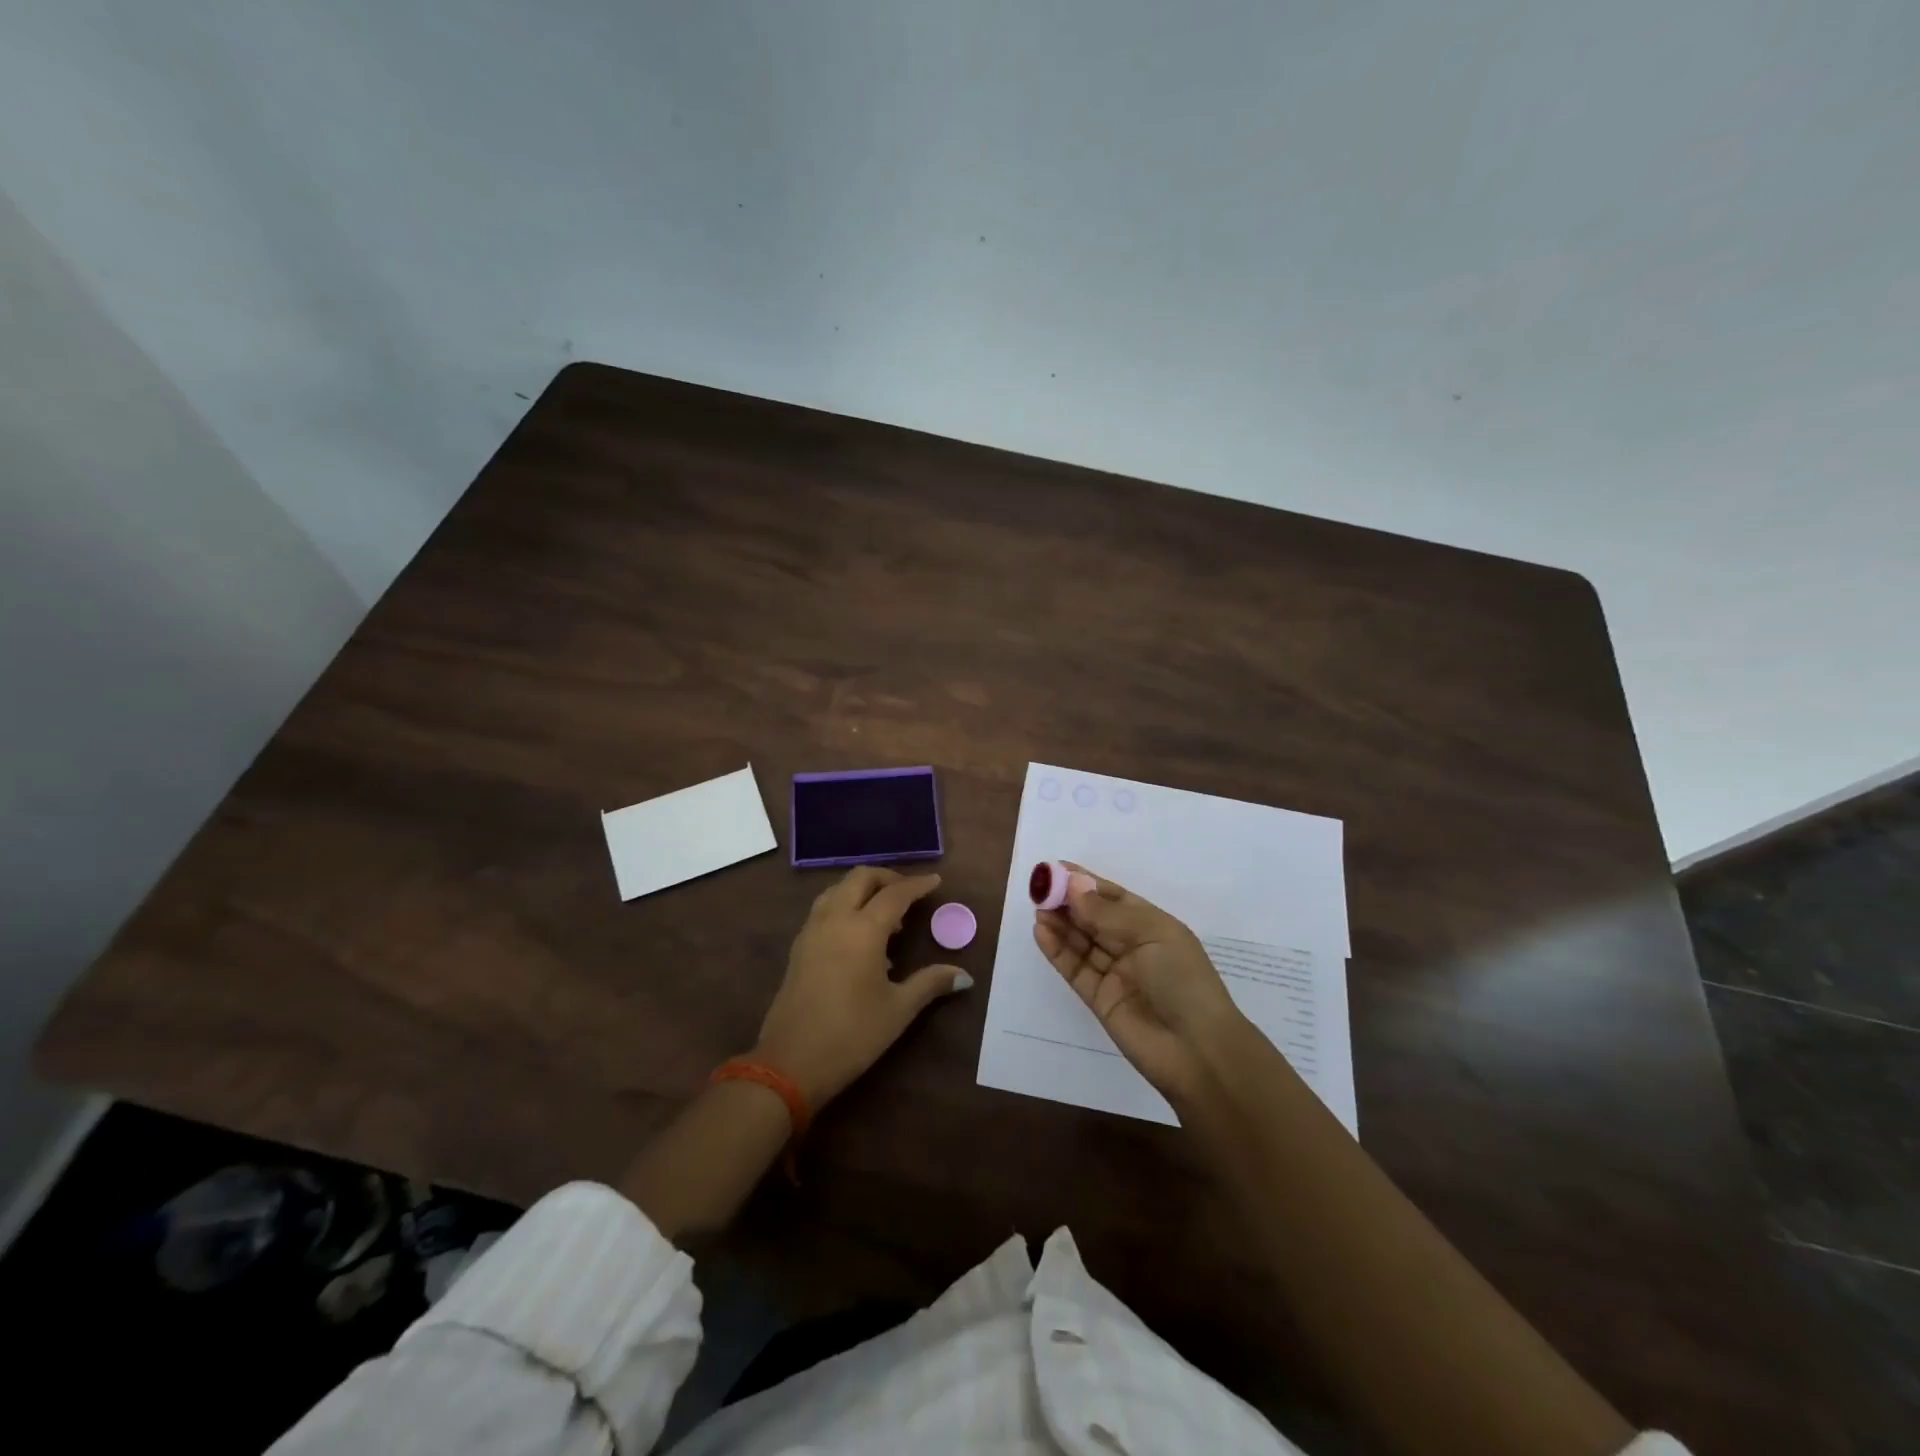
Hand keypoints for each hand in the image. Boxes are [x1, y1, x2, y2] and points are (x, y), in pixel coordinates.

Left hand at [755, 866, 971, 1106]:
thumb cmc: (852, 1035)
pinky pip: (824, 908)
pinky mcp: (799, 946)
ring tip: (885, 914)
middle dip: (887, 877)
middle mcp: (835, 919)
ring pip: (838, 889)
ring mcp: (812, 930)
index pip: (895, 894)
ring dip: (862, 889)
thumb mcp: (898, 1010)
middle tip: (909, 892)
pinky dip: (844, 905)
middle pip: (861, 878)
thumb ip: (931, 983)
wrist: (789, 1063)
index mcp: (863, 929)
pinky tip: (858, 935)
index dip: (917, 885)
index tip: (935, 881)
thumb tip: (964, 976)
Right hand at [1034, 864, 1247, 1106]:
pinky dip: (1057, 950)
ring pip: (1081, 942)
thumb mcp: (1151, 935)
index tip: (1056, 869)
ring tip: (1037, 907)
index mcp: (1153, 926)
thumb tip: (1073, 886)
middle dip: (1068, 901)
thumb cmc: (1183, 980)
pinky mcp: (1099, 999)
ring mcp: (1115, 974)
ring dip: (1060, 923)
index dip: (1086, 883)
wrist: (1197, 1050)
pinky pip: (1075, 968)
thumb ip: (1107, 914)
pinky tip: (1041, 932)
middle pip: (1094, 918)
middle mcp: (1133, 947)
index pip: (1114, 897)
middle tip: (1039, 887)